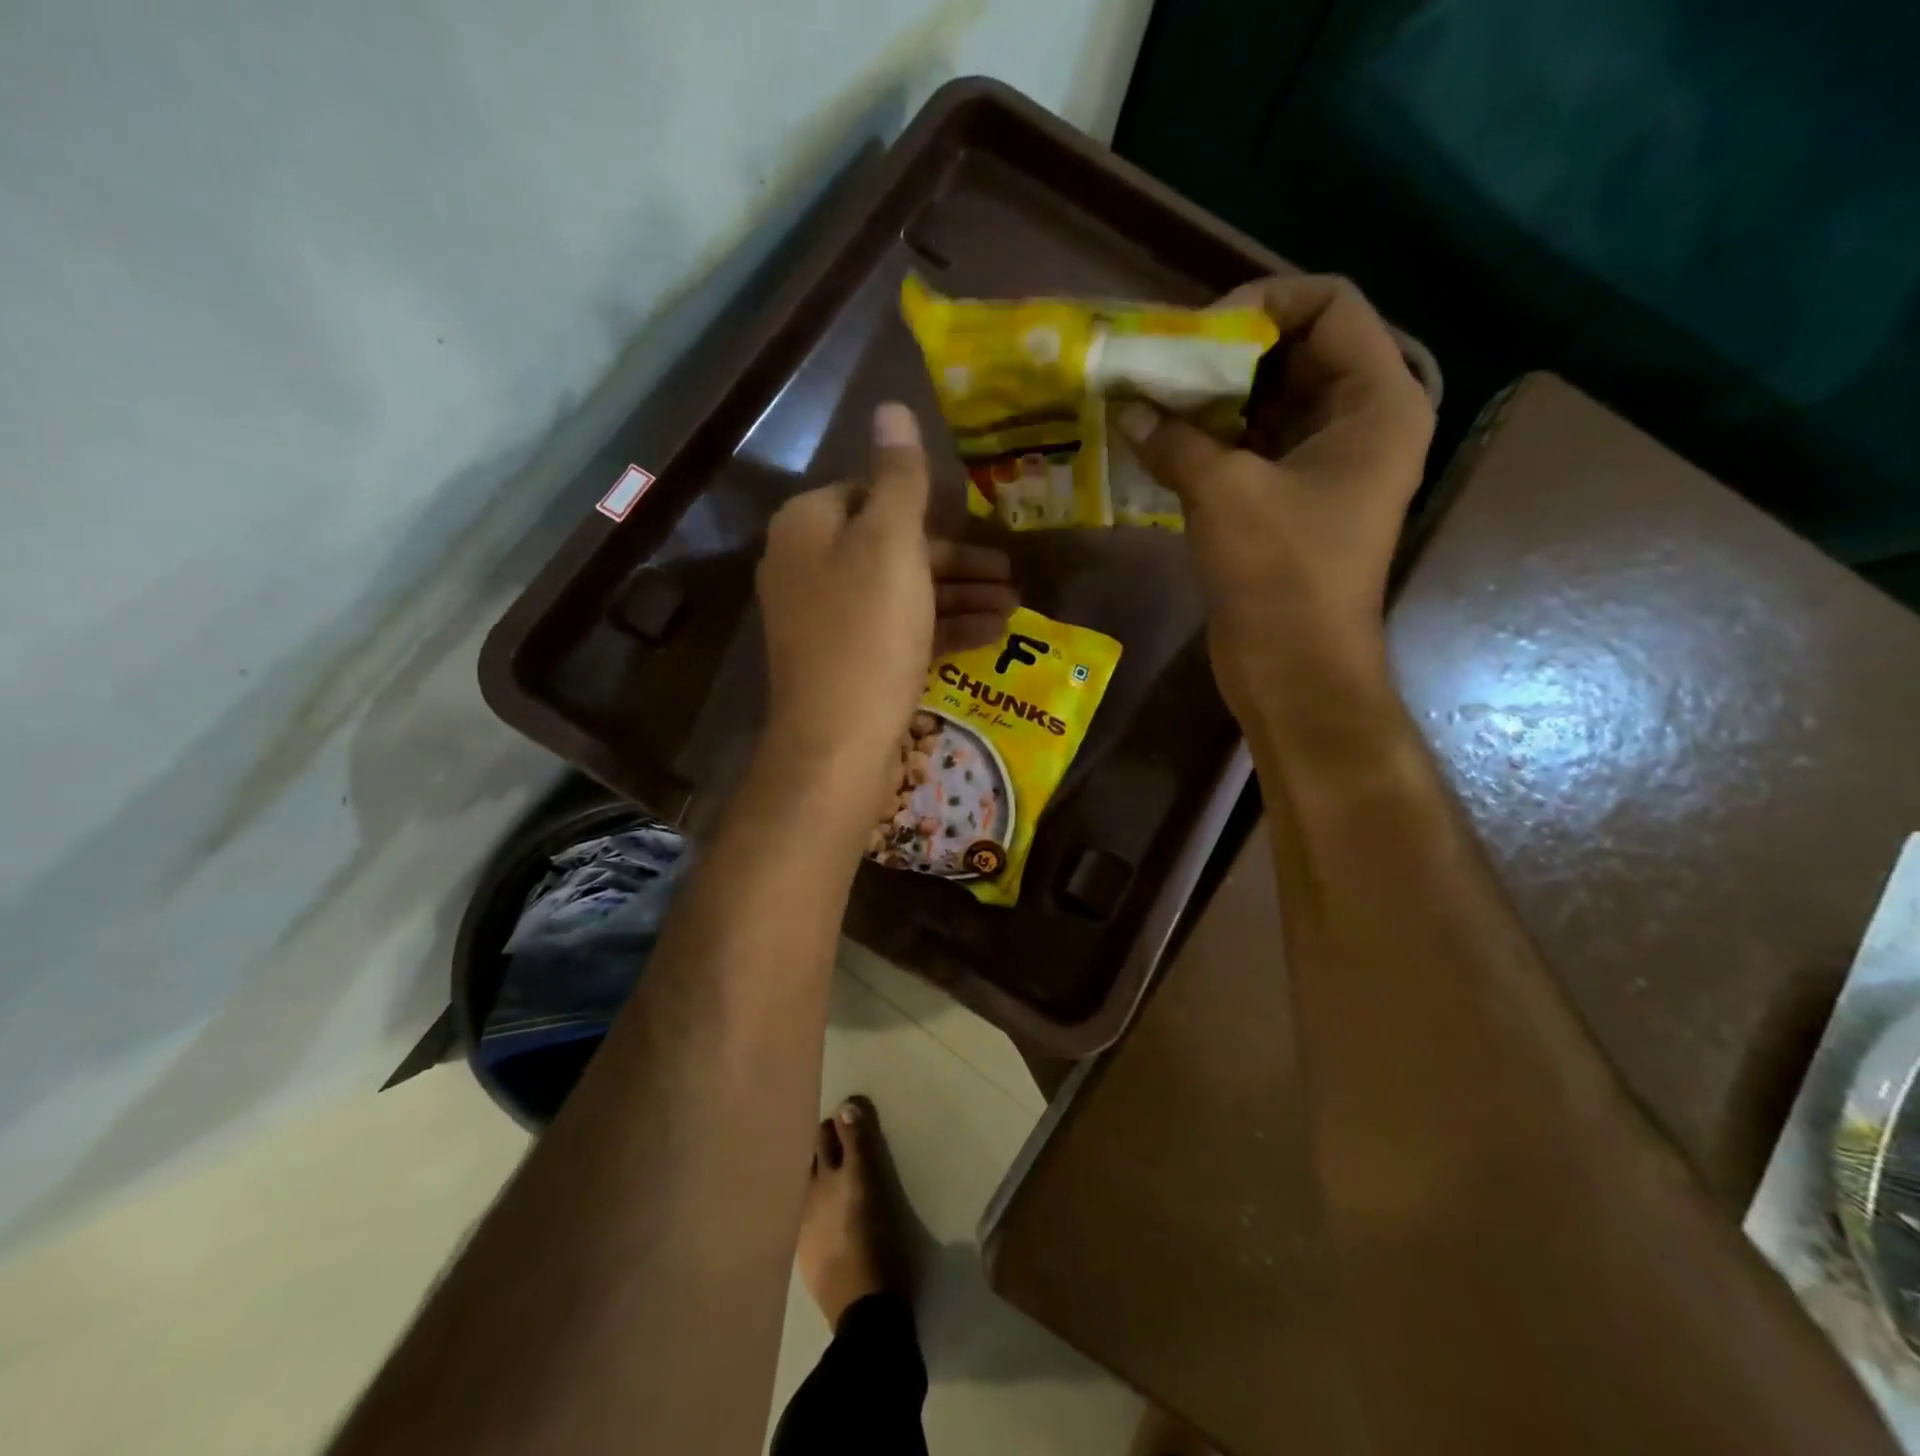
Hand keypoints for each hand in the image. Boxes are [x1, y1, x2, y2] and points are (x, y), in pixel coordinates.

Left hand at [756, 402, 1014, 812]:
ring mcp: (827, 620)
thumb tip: (890, 407)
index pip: (869, 492)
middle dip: (957, 560)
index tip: (974, 522)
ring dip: (959, 596)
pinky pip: (899, 631)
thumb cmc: (867, 632)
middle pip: (891, 547)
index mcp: (808, 526)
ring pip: (901, 593)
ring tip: (1014, 608)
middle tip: (1010, 573)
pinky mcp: (848, 663)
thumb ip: (898, 477)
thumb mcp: (890, 544)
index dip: (925, 506)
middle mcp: (808, 567)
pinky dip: (942, 629)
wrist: (837, 744)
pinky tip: (990, 636)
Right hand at [1116, 275, 1433, 719]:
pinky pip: (1250, 447)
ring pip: (1266, 402)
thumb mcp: (1225, 493)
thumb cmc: (1280, 574)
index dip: (1263, 303)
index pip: (1328, 305)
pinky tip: (1159, 442)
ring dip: (1210, 400)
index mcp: (1377, 401)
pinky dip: (1208, 440)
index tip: (1197, 334)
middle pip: (1294, 352)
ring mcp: (1324, 464)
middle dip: (1224, 354)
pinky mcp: (1289, 501)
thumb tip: (1126, 409)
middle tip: (1160, 365)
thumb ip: (1174, 440)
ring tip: (1149, 399)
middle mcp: (1359, 421)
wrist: (1294, 669)